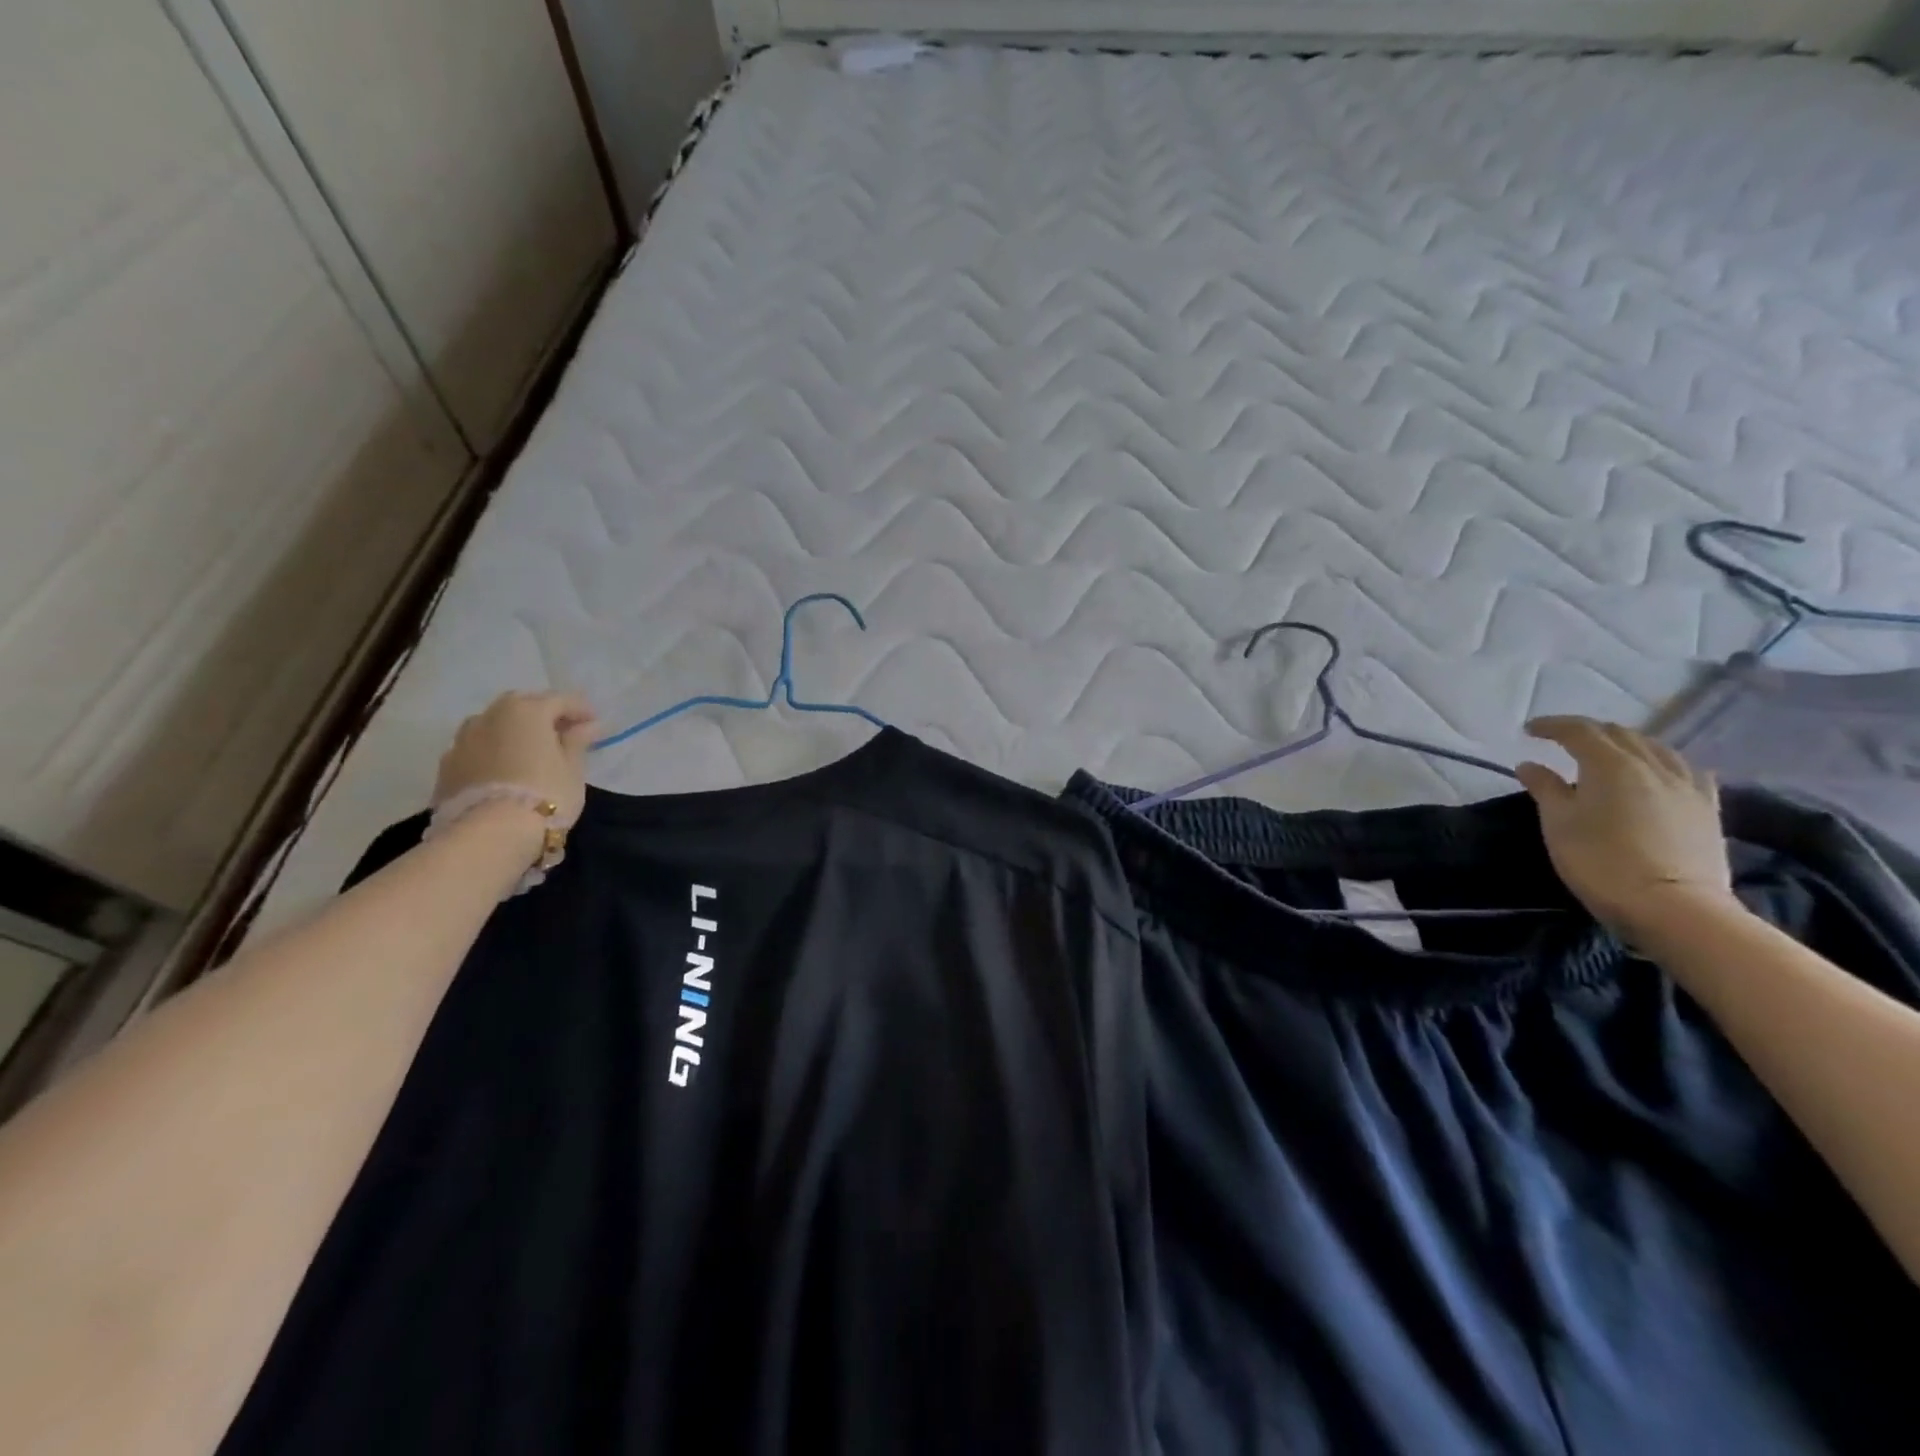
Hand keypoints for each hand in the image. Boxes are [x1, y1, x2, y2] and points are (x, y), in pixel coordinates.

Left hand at [433, 692, 598, 825]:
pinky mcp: (447, 765)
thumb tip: (589, 725)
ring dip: (512, 730)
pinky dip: (492, 751)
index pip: (560, 700)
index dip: (581, 710)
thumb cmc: (545, 794)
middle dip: (543, 714)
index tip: (595, 724)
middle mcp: (491, 716)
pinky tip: (503, 769)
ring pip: (493, 724)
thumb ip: (578, 741)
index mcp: (526, 710)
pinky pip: (476, 748)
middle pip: (522, 705)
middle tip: (562, 733)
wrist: (489, 834)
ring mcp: (463, 739)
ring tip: (528, 751)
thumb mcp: (572, 768)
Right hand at [1517, 717, 1740, 941]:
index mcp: (1610, 764)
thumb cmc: (1600, 861)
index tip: (1529, 730)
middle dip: (1588, 731)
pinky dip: (1662, 762)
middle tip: (1562, 740)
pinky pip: (1685, 770)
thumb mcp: (1558, 824)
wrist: (1673, 907)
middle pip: (1619, 734)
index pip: (1578, 731)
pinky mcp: (1707, 807)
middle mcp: (1652, 764)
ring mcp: (1686, 785)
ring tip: (1608, 753)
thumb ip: (1545, 788)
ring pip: (1655, 747)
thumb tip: (1530, 765)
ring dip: (1626, 743)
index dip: (1552, 726)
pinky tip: (1659, 772)